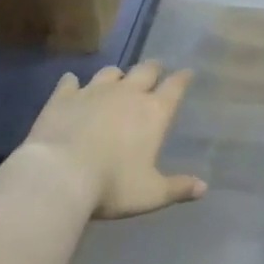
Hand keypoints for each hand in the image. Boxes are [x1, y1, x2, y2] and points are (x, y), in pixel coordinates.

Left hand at [23, 62, 206, 219]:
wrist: (59, 175)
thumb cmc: (113, 185)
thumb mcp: (151, 194)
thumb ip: (178, 188)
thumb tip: (203, 188)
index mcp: (154, 113)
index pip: (175, 87)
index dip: (183, 78)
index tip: (187, 72)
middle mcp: (127, 94)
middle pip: (145, 70)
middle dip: (153, 69)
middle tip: (156, 69)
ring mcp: (93, 91)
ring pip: (110, 72)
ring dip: (117, 75)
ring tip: (117, 79)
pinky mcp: (63, 97)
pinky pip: (70, 81)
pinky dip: (73, 82)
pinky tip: (71, 83)